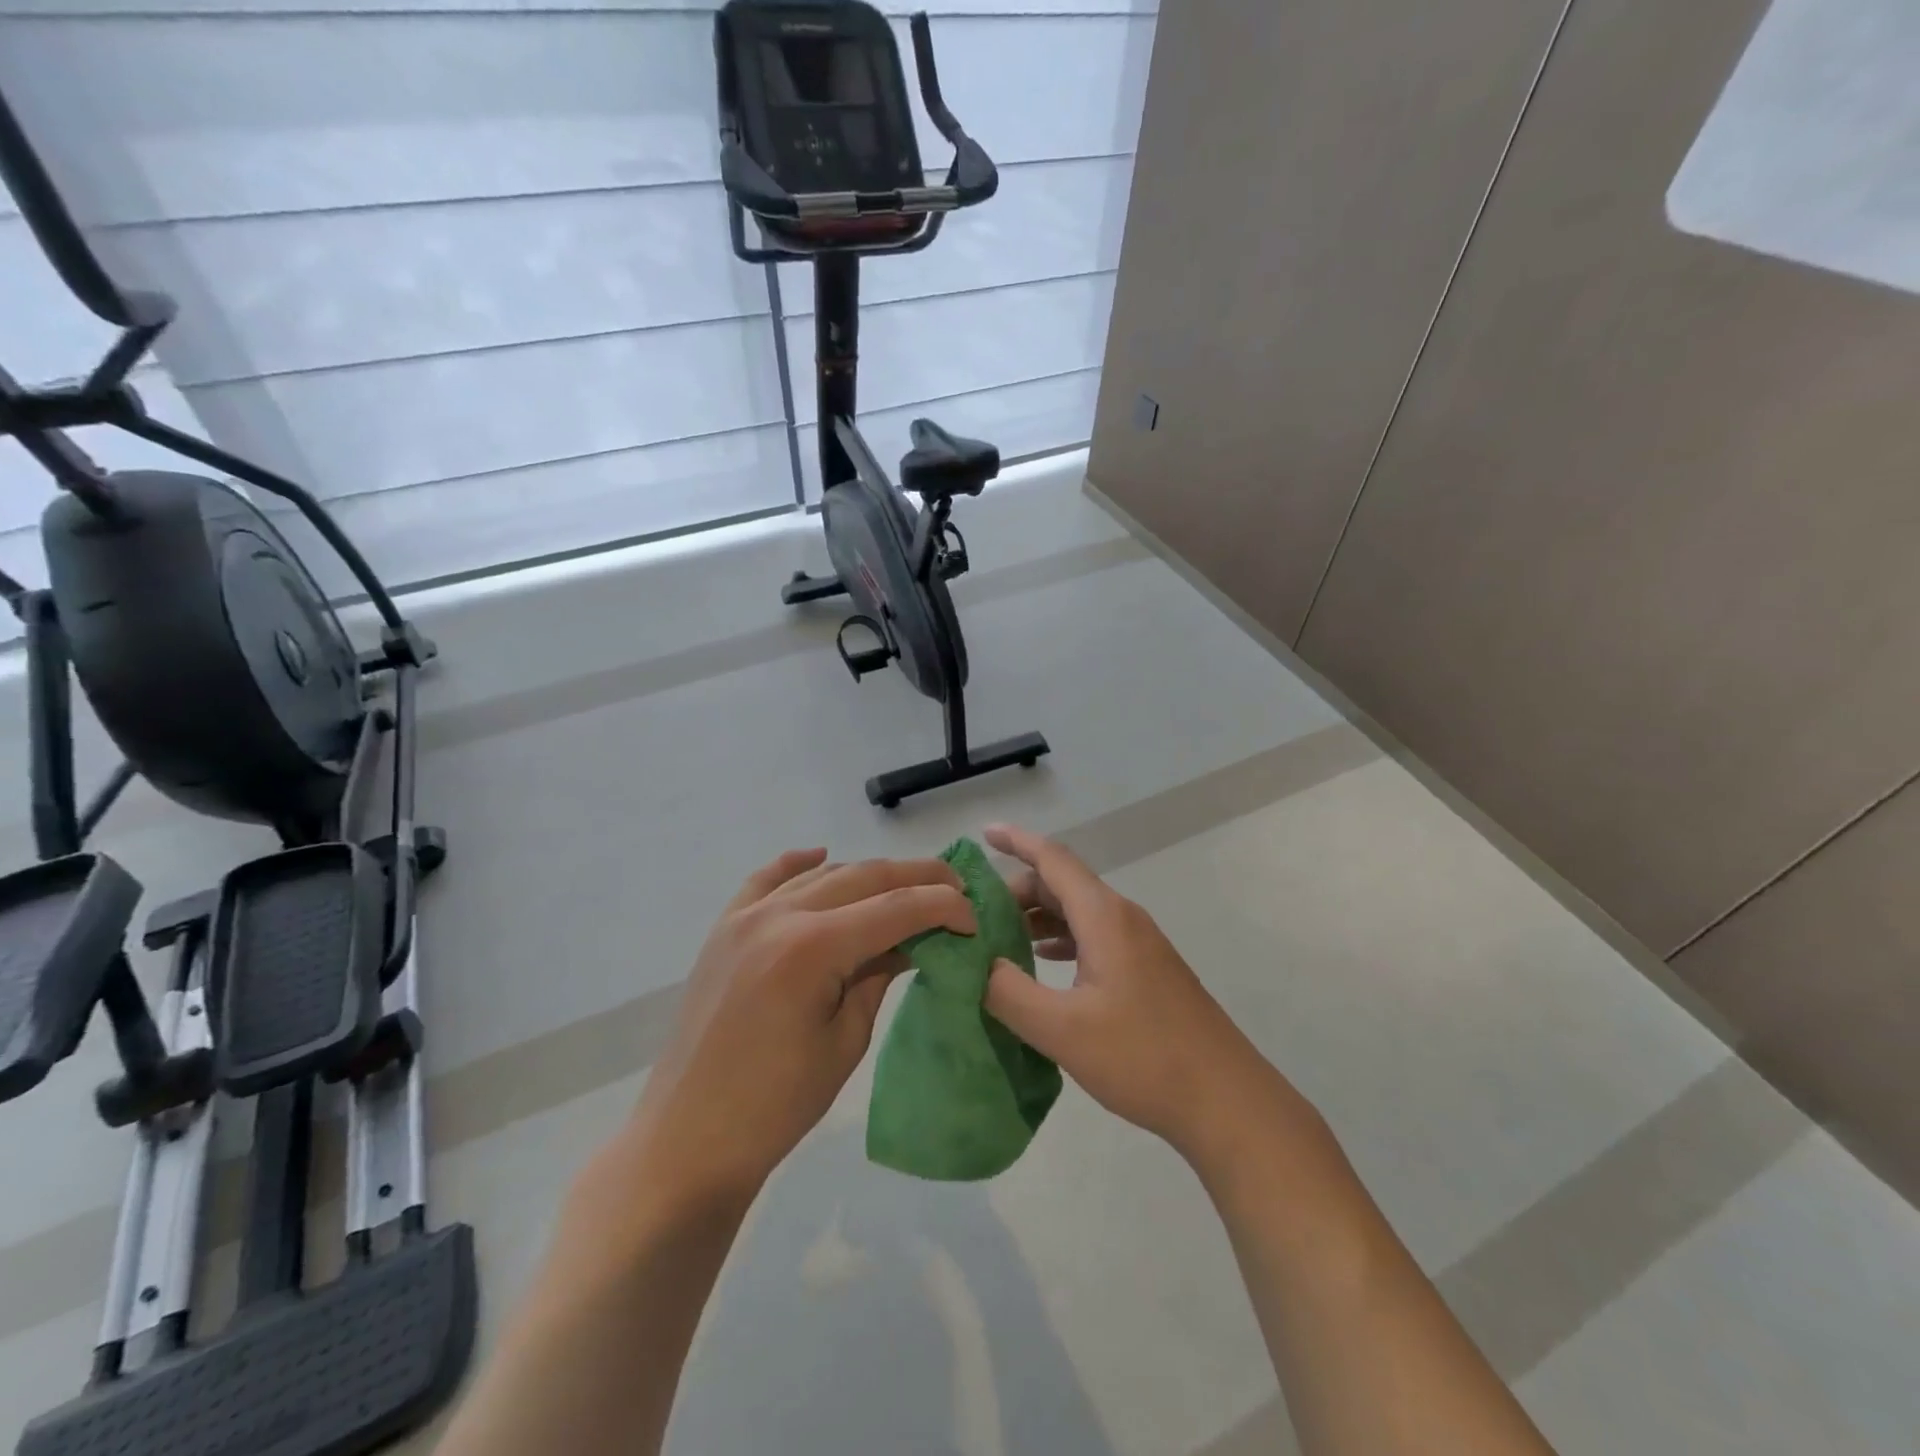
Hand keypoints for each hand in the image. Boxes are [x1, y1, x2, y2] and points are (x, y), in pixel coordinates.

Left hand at [628, 850, 975, 1204]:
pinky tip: (820, 855)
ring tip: (904, 885)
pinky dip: (798, 864)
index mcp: (813, 948)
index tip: (973, 917)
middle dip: (915, 878)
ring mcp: (745, 917)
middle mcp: (779, 916)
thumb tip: (912, 941)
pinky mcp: (723, 929)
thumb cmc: (777, 1104)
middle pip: (862, 877)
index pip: (895, 907)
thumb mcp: (845, 1040)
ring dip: (867, 875)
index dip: (943, 906)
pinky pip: (765, 880)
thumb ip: (879, 976)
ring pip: (821, 874)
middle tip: (953, 888)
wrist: (688, 1138)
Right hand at [982, 824, 1274, 1159]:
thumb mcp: (1062, 1029)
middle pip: (1062, 884)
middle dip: (1018, 889)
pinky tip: (1042, 962)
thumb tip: (977, 963)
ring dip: (1038, 916)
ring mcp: (1138, 944)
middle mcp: (1122, 918)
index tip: (983, 833)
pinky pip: (1093, 936)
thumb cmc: (1143, 1056)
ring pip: (1078, 912)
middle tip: (976, 913)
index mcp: (1103, 916)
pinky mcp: (1146, 970)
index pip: (1052, 859)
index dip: (1016, 841)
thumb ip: (1009, 992)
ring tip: (999, 937)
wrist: (1226, 1100)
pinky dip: (1061, 938)